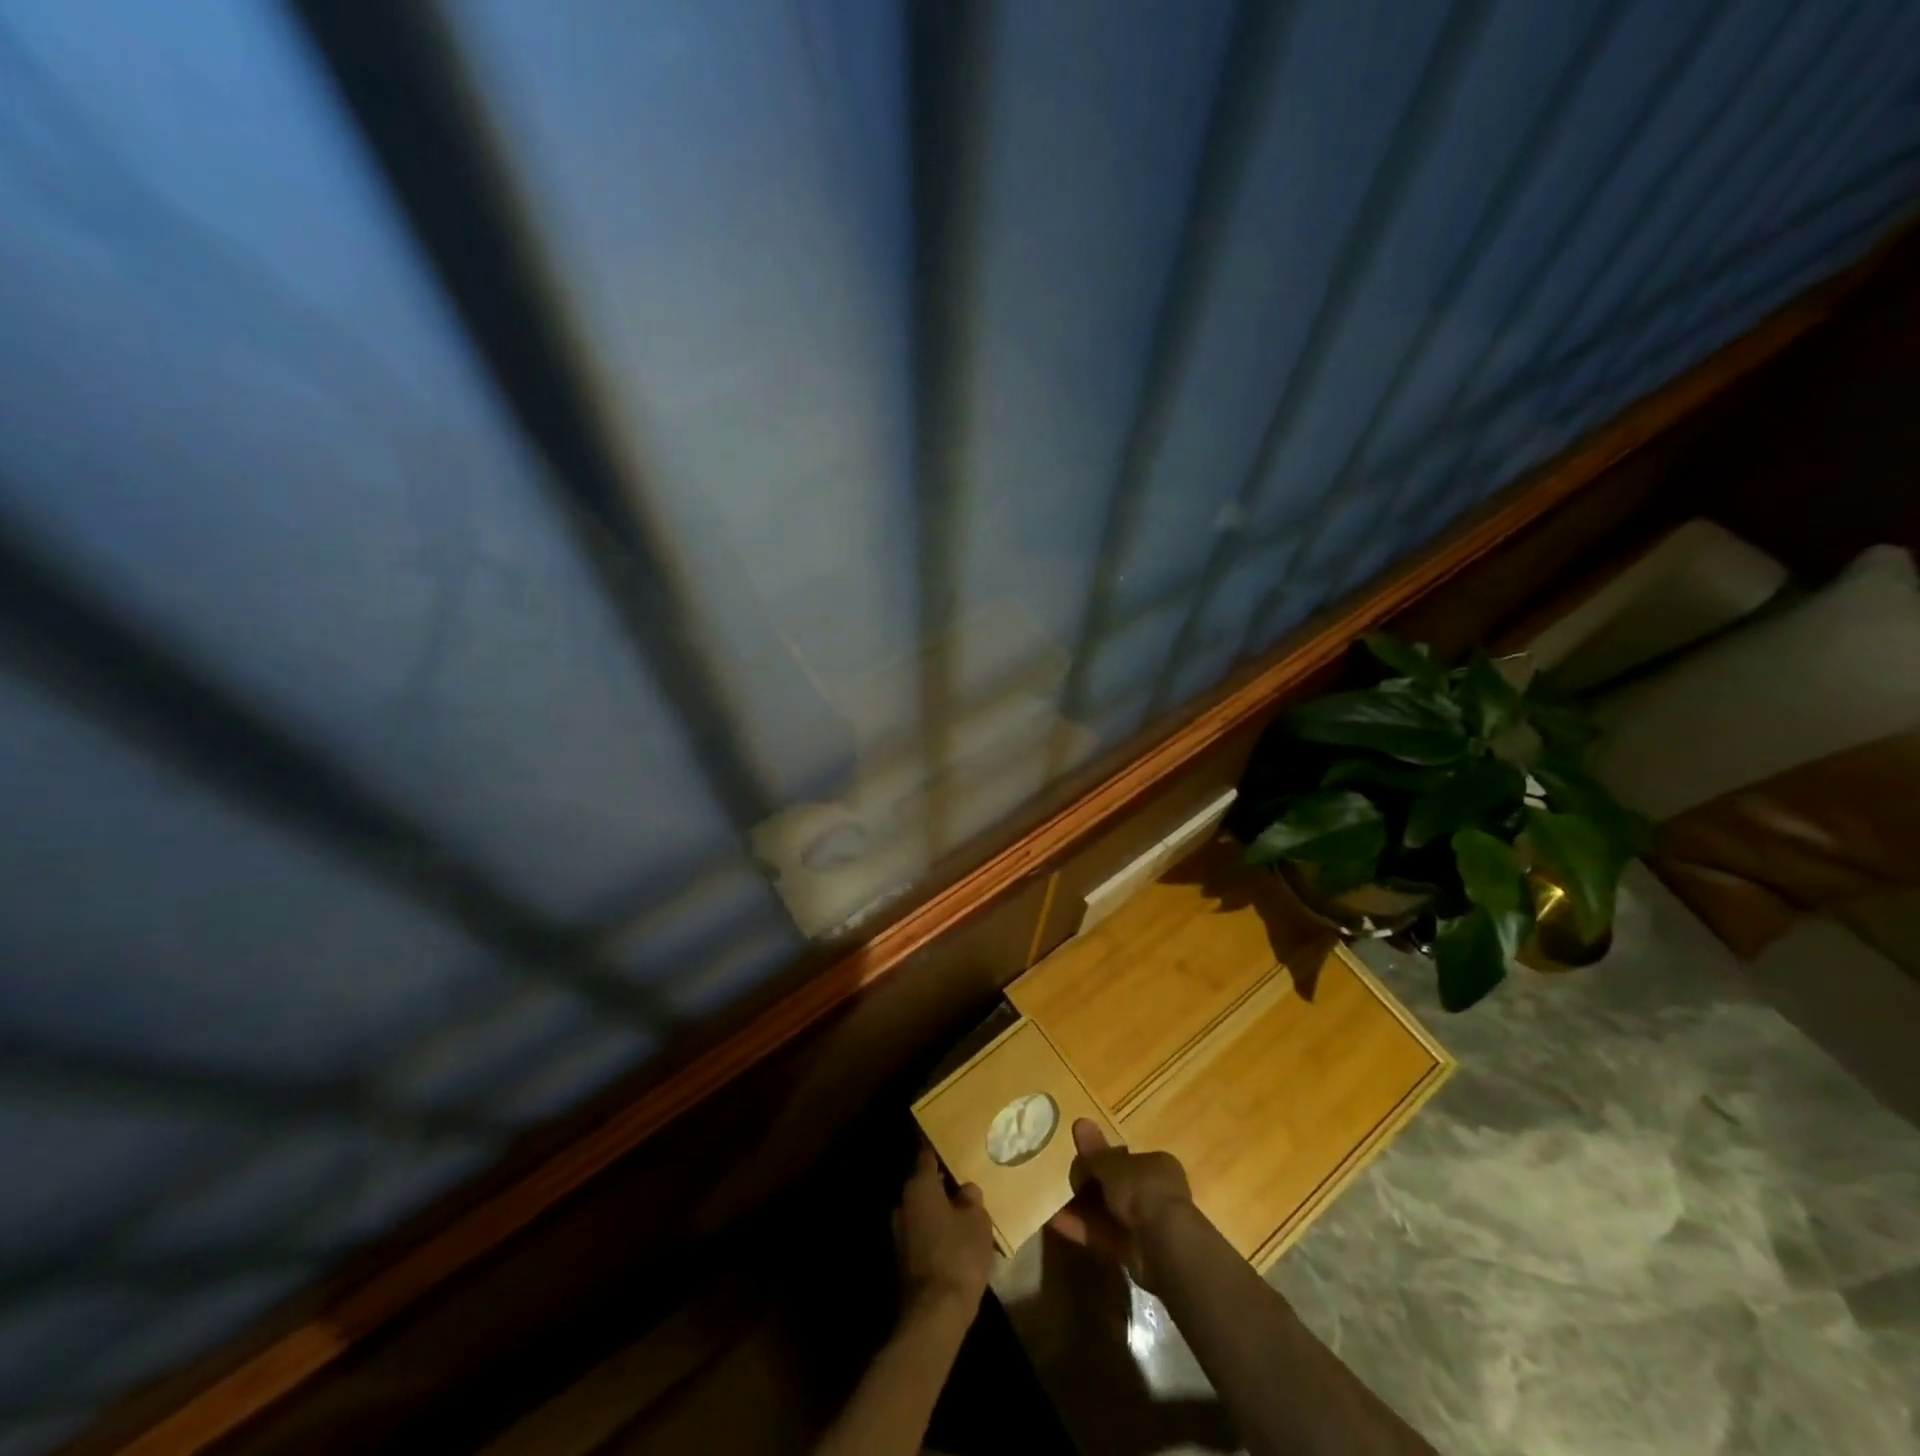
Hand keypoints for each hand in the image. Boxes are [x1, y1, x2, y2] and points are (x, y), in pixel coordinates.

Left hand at [894, 1147, 995, 1316]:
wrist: (933, 1315)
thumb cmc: (958, 1255)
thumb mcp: (977, 1221)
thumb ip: (971, 1199)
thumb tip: (965, 1189)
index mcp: (918, 1186)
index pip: (926, 1156)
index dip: (940, 1151)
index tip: (952, 1147)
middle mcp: (902, 1204)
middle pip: (923, 1185)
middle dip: (942, 1185)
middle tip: (965, 1186)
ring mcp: (898, 1233)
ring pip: (921, 1212)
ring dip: (938, 1212)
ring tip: (964, 1216)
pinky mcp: (901, 1260)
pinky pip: (920, 1235)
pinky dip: (935, 1234)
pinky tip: (955, 1243)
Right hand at [1047, 1119, 1193, 1290]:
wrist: (1164, 1245)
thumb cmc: (1142, 1190)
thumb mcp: (1113, 1165)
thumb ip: (1095, 1152)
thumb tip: (1079, 1121)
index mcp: (1157, 1165)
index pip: (1125, 1158)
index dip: (1101, 1159)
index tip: (1081, 1163)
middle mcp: (1155, 1193)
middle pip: (1116, 1186)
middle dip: (1090, 1186)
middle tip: (1067, 1184)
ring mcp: (1146, 1224)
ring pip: (1108, 1212)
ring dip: (1081, 1208)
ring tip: (1051, 1203)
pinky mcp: (1134, 1252)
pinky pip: (1103, 1235)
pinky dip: (1081, 1228)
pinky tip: (1054, 1221)